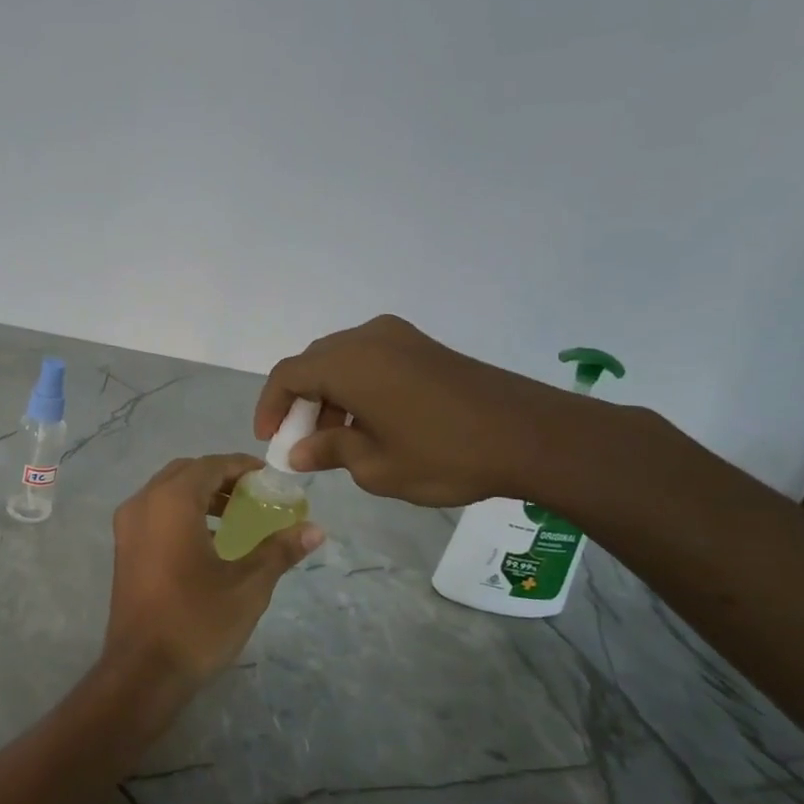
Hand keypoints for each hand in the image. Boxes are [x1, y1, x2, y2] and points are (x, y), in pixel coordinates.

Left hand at [104, 454, 323, 687]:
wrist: (143, 671)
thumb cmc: (197, 621)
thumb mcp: (248, 585)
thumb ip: (279, 550)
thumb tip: (315, 529)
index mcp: (170, 502)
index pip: (209, 465)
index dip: (241, 467)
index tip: (270, 479)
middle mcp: (142, 503)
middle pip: (185, 473)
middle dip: (220, 478)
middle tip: (254, 496)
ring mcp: (127, 526)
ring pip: (166, 492)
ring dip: (200, 495)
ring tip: (236, 517)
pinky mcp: (123, 548)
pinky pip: (154, 513)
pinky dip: (181, 513)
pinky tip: (209, 540)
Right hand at [255, 316, 577, 506]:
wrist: (533, 436)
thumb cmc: (444, 454)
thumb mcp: (376, 465)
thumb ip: (328, 451)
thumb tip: (299, 452)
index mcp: (347, 363)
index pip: (287, 375)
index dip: (270, 407)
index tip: (271, 441)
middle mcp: (367, 339)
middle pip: (313, 364)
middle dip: (300, 403)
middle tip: (303, 443)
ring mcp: (399, 338)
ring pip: (342, 361)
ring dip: (330, 396)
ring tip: (339, 439)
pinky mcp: (424, 347)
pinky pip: (371, 360)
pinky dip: (357, 387)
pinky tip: (372, 422)